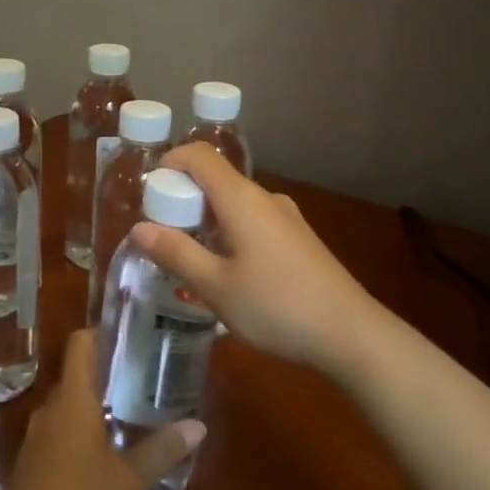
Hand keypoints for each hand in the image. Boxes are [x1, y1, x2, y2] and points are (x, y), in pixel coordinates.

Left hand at [0, 327, 204, 489]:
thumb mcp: (132, 480)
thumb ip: (162, 449)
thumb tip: (198, 425)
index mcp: (73, 401)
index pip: (80, 345)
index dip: (101, 332)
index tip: (128, 332)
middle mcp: (49, 412)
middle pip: (74, 378)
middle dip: (104, 374)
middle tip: (140, 377)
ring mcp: (34, 442)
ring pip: (65, 410)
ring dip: (91, 408)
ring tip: (126, 415)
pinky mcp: (29, 471)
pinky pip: (56, 438)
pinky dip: (77, 436)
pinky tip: (100, 459)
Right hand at [130, 143, 381, 376]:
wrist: (351, 334)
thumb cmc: (276, 306)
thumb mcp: (215, 286)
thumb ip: (176, 253)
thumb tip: (138, 228)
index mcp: (241, 199)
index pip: (198, 155)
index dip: (169, 163)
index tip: (150, 196)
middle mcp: (265, 198)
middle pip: (215, 179)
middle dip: (183, 201)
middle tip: (165, 241)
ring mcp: (286, 217)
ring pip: (234, 204)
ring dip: (206, 222)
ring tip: (193, 263)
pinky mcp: (299, 238)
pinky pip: (253, 221)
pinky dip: (230, 233)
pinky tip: (231, 275)